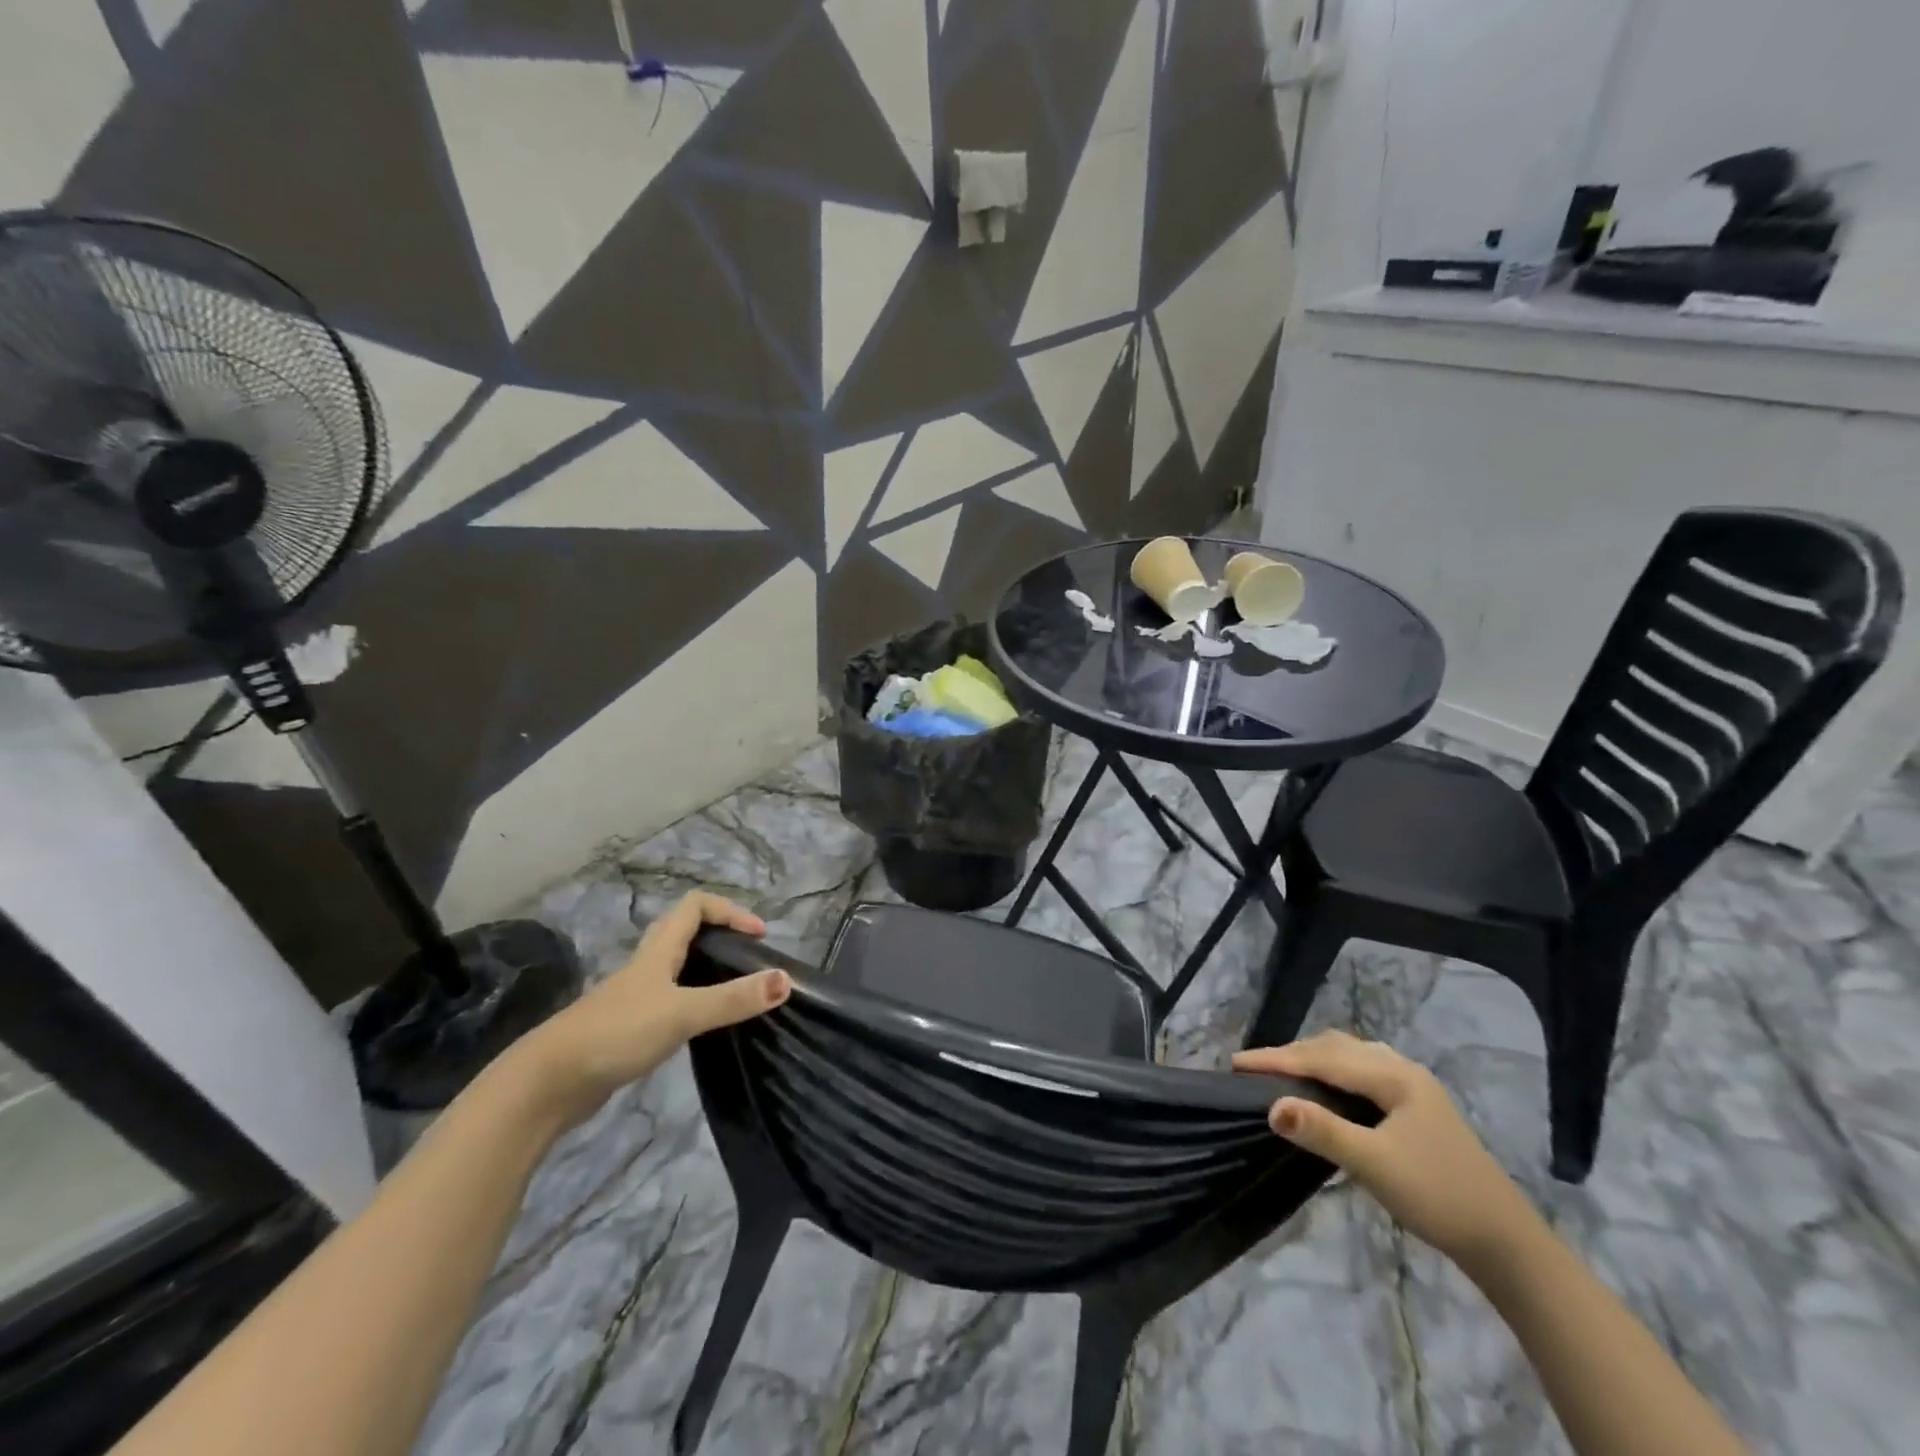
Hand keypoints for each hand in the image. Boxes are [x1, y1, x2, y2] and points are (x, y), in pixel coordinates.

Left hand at [515, 893, 790, 1129]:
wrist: (547, 1084)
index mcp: (658, 952)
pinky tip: (704, 1026)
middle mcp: (646, 967)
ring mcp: (634, 998)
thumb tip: (786, 980)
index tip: (758, 936)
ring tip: (737, 991)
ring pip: (678, 968)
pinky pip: (670, 1000)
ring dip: (709, 969)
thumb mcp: (682, 1013)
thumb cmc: (616, 1033)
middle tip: (750, 959)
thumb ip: (733, 999)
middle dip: (722, 936)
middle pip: (686, 933)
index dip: (730, 911)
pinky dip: (694, 1001)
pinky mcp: (628, 1027)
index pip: (695, 906)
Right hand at [1233, 1030, 1536, 1271]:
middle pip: (1335, 1048)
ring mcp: (1413, 1087)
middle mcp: (1402, 1069)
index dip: (1277, 1059)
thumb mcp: (1375, 1165)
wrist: (1506, 1242)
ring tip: (1282, 1074)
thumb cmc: (1438, 1197)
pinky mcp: (1416, 1107)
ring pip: (1350, 1057)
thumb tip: (1271, 1106)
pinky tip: (1327, 1089)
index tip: (1236, 1062)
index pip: (1322, 1057)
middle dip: (1292, 1054)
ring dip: (1313, 1059)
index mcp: (1393, 1076)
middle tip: (1255, 1069)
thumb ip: (1323, 1132)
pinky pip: (1361, 1072)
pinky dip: (1332, 1072)